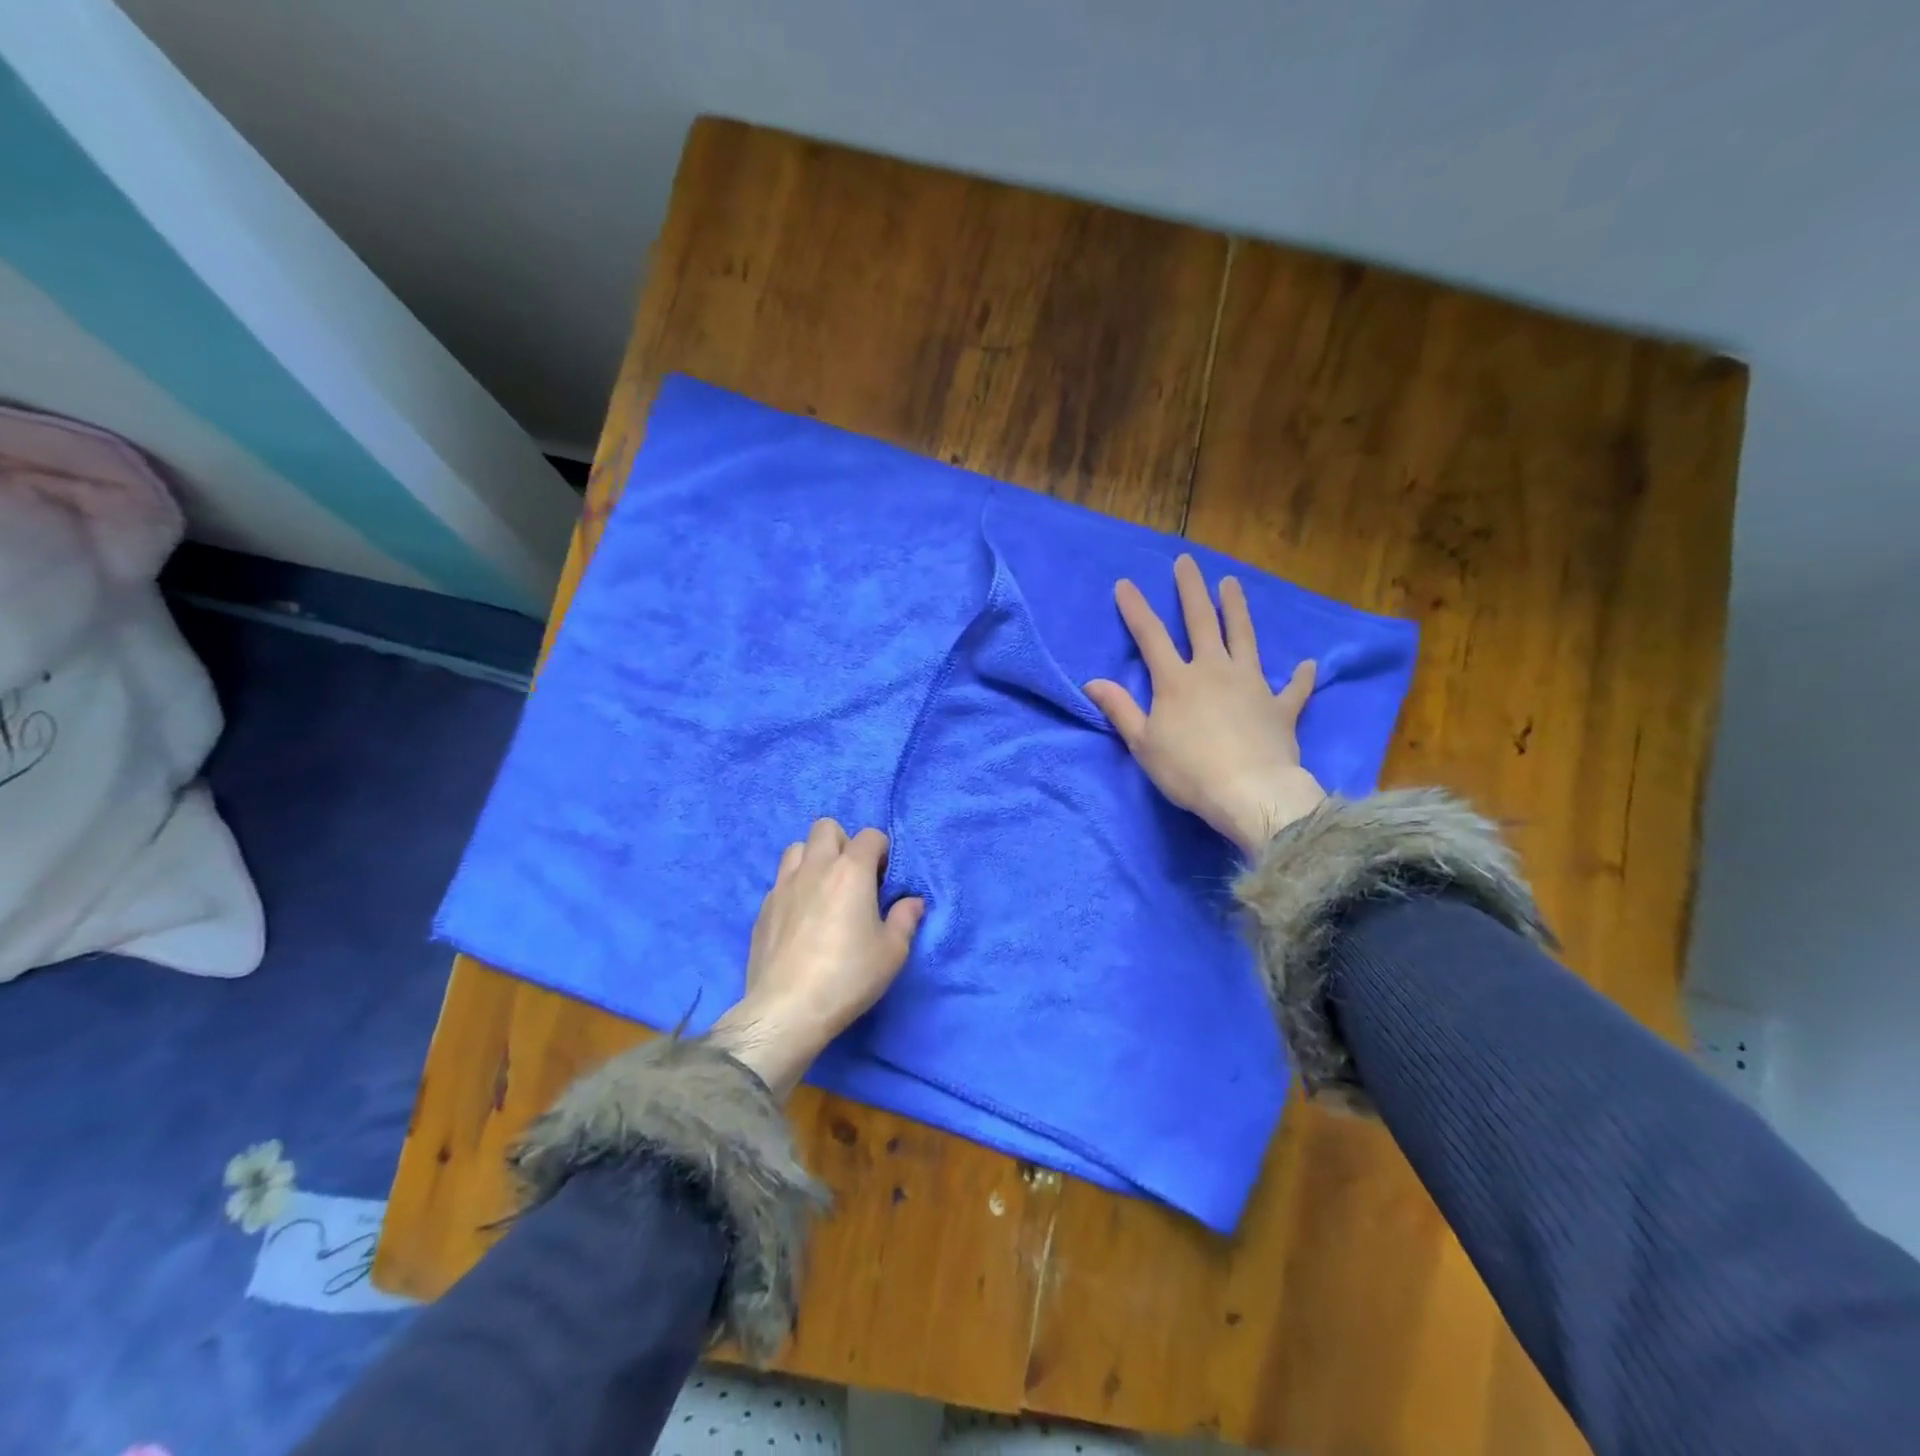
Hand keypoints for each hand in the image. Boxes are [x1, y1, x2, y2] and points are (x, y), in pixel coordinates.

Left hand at [707, 818, 924, 1096]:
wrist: (787, 1009)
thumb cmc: (848, 976)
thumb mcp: (892, 952)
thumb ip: (905, 919)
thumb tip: (913, 902)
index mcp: (851, 871)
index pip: (869, 836)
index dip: (881, 852)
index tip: (883, 879)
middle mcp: (815, 868)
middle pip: (826, 828)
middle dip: (843, 843)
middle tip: (853, 877)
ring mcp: (783, 885)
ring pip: (796, 848)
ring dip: (813, 858)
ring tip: (823, 889)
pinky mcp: (763, 908)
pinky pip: (780, 880)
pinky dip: (794, 886)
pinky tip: (801, 917)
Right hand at [1085, 554, 1325, 853]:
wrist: (1249, 792)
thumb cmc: (1188, 770)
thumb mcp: (1143, 743)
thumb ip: (1120, 709)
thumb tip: (1092, 681)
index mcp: (1177, 680)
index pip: (1151, 636)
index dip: (1136, 609)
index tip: (1125, 583)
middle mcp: (1214, 670)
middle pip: (1201, 622)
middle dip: (1191, 590)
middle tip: (1187, 561)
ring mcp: (1251, 684)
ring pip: (1244, 637)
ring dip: (1237, 609)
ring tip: (1232, 583)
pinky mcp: (1280, 707)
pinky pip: (1292, 688)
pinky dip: (1299, 677)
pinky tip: (1307, 665)